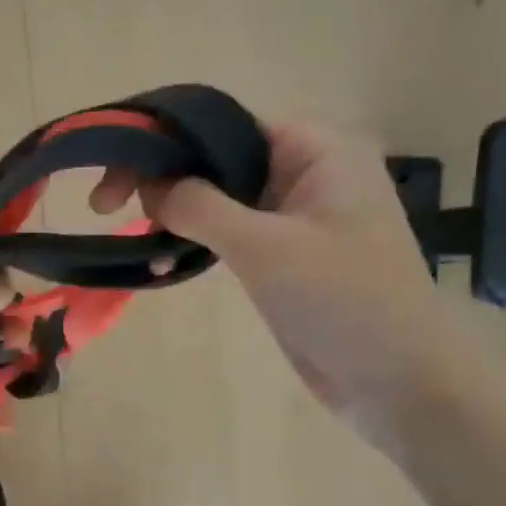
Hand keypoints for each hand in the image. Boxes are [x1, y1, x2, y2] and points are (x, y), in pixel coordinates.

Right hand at [91, 119, 469, 438]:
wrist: (399, 382)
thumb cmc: (343, 301)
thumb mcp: (264, 247)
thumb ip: (200, 206)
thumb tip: (148, 184)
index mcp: (316, 149)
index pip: (222, 124)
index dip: (163, 141)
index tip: (116, 176)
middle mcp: (306, 170)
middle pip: (214, 156)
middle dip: (161, 178)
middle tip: (106, 206)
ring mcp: (295, 214)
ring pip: (216, 196)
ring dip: (173, 214)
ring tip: (135, 239)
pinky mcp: (284, 254)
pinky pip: (227, 232)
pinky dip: (193, 242)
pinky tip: (162, 265)